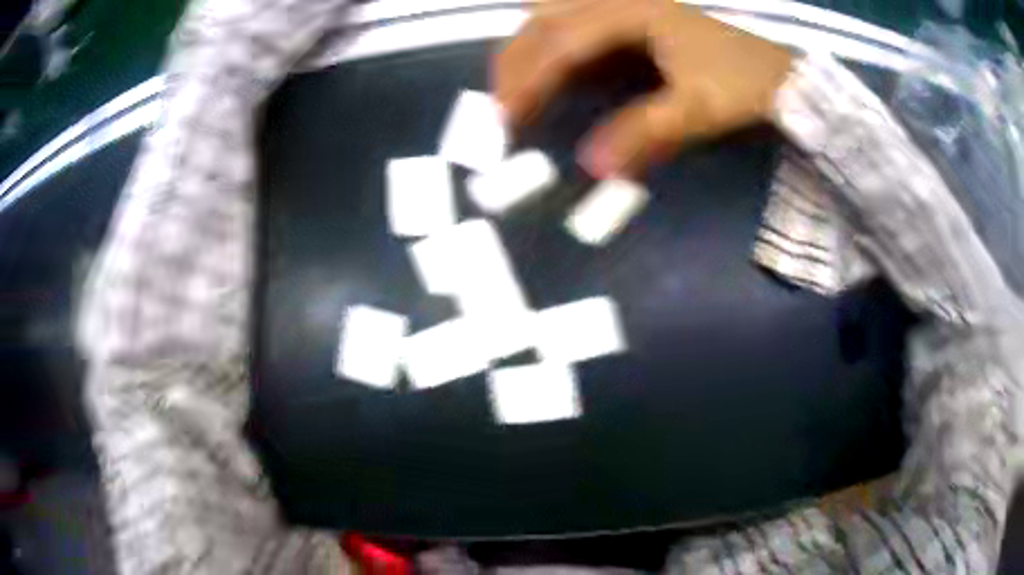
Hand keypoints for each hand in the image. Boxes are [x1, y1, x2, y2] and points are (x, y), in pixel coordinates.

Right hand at [493, 0, 793, 176]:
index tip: (503, 120)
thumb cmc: (742, 83)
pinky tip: (551, 66)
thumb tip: (592, 167)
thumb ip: (645, 132)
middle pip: (543, 19)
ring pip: (552, 12)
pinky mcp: (630, 14)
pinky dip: (550, 41)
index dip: (527, 79)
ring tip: (515, 86)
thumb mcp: (698, 109)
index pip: (562, 42)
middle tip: (499, 107)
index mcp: (630, 13)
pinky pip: (572, 18)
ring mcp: (623, 3)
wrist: (777, 72)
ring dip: (527, 45)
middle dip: (512, 61)